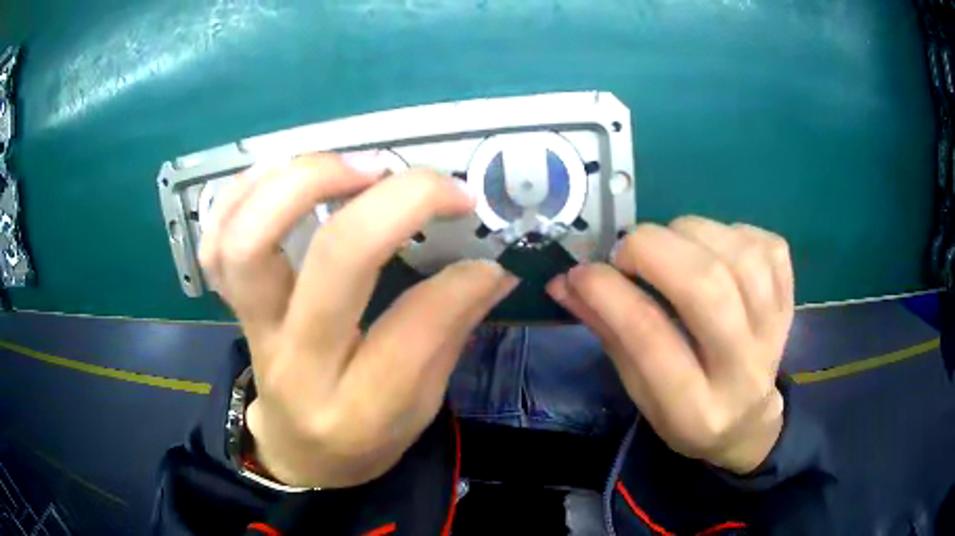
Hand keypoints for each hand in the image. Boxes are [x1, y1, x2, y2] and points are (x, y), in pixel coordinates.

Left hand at [200, 154, 517, 487]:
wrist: (299, 452)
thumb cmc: (364, 438)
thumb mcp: (420, 407)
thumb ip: (450, 333)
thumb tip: (490, 268)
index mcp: (358, 409)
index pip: (414, 327)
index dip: (462, 278)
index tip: (487, 254)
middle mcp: (296, 364)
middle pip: (333, 261)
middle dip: (394, 202)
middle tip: (431, 184)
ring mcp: (252, 329)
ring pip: (252, 239)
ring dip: (307, 180)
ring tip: (357, 168)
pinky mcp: (230, 306)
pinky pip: (216, 239)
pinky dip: (246, 191)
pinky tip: (287, 177)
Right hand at [547, 216, 792, 473]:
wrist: (748, 420)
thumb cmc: (685, 412)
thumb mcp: (638, 390)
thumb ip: (608, 333)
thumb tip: (566, 282)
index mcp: (694, 409)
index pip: (650, 338)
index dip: (609, 293)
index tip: (580, 273)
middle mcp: (742, 371)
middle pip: (707, 288)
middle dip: (653, 250)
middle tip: (627, 251)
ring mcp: (774, 332)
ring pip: (738, 257)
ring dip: (690, 233)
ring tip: (669, 245)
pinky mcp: (789, 301)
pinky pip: (765, 246)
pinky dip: (730, 232)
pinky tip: (713, 249)